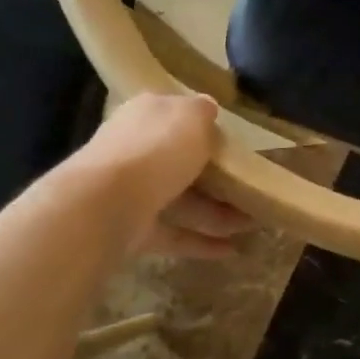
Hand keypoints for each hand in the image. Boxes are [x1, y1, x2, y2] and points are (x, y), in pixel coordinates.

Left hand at [76, 93, 251, 257]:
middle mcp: (134, 149)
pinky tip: (230, 250)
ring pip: (180, 200)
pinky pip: (173, 233)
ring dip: (217, 213)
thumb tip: (207, 108)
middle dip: (215, 177)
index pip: (175, 116)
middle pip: (179, 162)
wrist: (107, 201)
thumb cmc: (157, 148)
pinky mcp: (132, 228)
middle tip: (249, 187)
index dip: (202, 127)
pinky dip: (200, 242)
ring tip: (253, 224)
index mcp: (146, 115)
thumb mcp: (192, 116)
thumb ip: (203, 111)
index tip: (232, 143)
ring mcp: (131, 191)